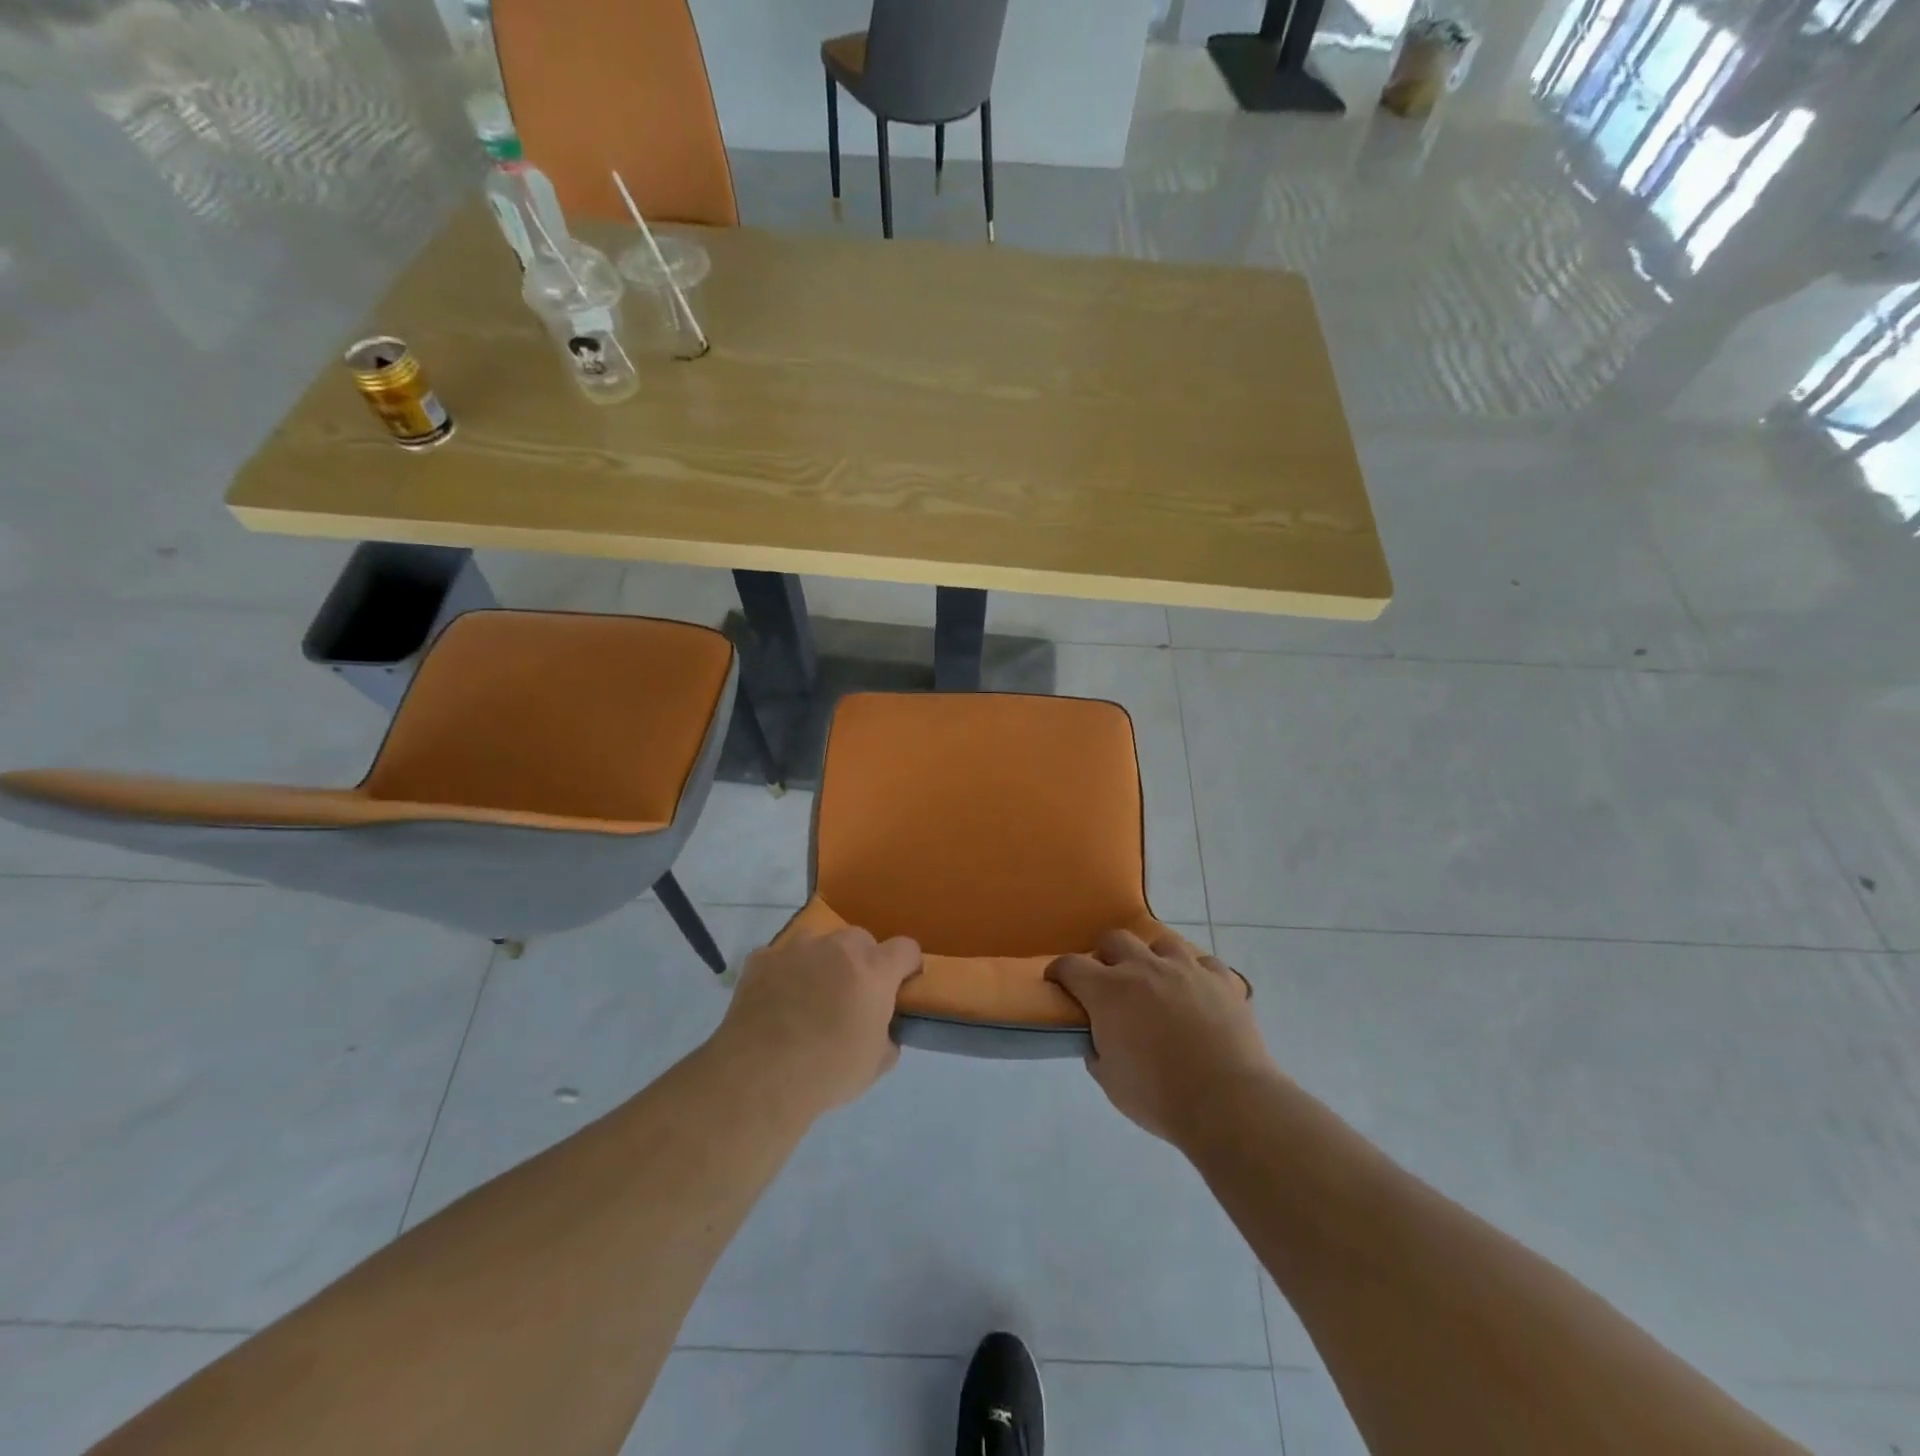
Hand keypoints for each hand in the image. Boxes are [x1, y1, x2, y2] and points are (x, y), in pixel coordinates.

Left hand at [713, 928, 922, 1116]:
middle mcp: (838, 948)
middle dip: (862, 961)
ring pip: (819, 942)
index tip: (901, 985)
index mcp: (874, 969)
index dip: (907, 965)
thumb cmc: (828, 1071)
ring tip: (810, 994)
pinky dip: (783, 972)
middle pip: (861, 940)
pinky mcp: (762, 958)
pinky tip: (775, 1000)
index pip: (905, 948)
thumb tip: (885, 1033)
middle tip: (852, 995)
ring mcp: (797, 948)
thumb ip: (888, 1038)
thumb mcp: (875, 1065)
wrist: (760, 1076)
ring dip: (822, 960)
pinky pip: (780, 957)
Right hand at [1046, 929, 1272, 1145]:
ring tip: (1156, 981)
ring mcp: (1186, 969)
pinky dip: (1195, 973)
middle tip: (1108, 980)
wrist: (1228, 1102)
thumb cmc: (1159, 1096)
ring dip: (1152, 958)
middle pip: (1114, 939)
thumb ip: (1097, 1050)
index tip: (1057, 982)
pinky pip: (1203, 963)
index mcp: (1108, 991)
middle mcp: (1144, 968)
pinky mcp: (1221, 979)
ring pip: (1161, 942)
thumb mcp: (1110, 1081)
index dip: (1059, 971)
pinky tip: (1196, 992)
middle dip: (1105, 955)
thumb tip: (1098, 1037)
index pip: (1070, 965)